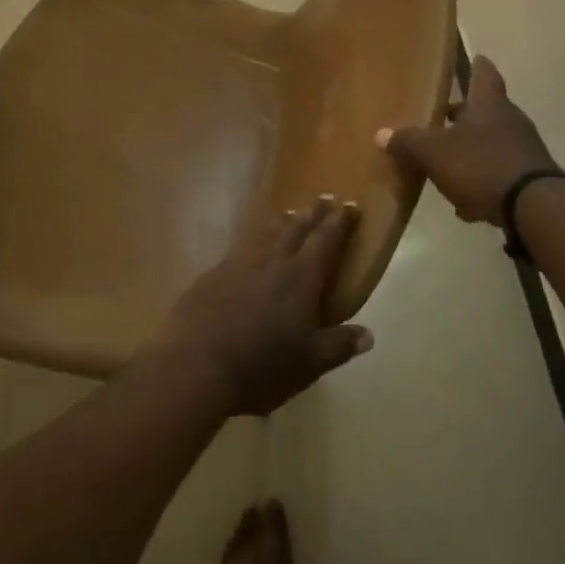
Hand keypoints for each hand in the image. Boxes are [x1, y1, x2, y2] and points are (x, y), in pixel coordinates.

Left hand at [157, 198, 374, 416]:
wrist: (196, 363)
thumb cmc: (261, 365)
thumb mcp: (309, 363)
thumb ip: (339, 345)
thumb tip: (368, 334)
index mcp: (300, 279)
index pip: (325, 241)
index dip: (339, 223)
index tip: (350, 206)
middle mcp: (272, 262)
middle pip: (296, 228)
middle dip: (313, 213)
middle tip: (324, 198)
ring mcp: (239, 264)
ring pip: (266, 233)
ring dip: (282, 222)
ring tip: (290, 213)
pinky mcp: (214, 274)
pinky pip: (241, 247)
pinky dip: (254, 240)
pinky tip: (251, 245)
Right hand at [377, 55, 557, 226]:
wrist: (535, 208)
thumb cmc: (480, 165)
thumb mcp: (434, 153)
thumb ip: (408, 142)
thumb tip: (381, 133)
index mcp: (488, 105)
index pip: (484, 75)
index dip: (478, 66)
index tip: (476, 57)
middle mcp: (510, 121)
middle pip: (486, 111)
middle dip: (464, 115)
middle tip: (442, 116)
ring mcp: (524, 150)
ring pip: (491, 142)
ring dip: (471, 150)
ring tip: (446, 163)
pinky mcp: (530, 179)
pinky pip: (499, 173)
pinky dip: (482, 180)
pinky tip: (465, 202)